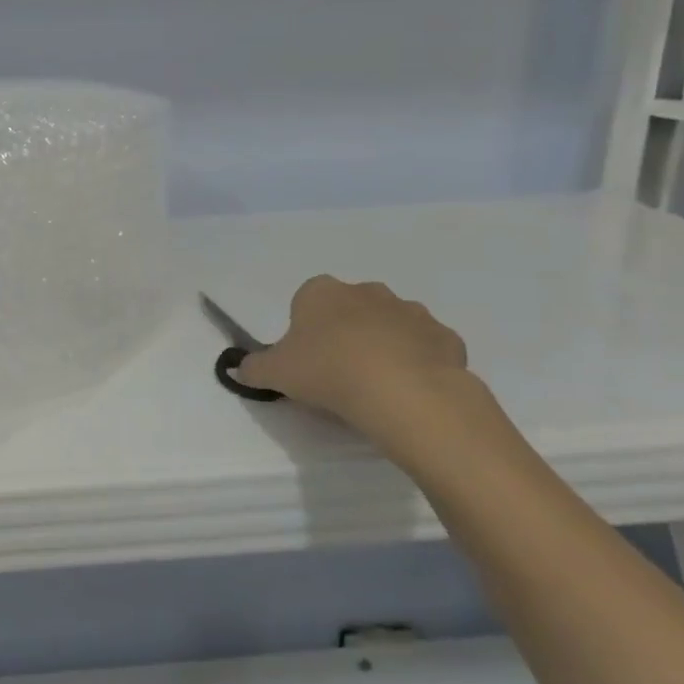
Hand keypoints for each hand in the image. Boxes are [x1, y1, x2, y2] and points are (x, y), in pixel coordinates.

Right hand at [236, 276, 472, 455]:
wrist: (404, 392)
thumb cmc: (327, 371)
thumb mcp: (274, 373)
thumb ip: (253, 368)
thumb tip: (238, 369)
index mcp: (322, 292)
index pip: (307, 300)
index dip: (305, 328)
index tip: (306, 357)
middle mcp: (367, 292)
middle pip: (350, 308)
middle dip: (345, 332)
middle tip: (338, 371)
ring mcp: (411, 311)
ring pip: (391, 326)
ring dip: (383, 345)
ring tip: (375, 385)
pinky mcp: (446, 338)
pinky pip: (426, 348)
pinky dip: (418, 363)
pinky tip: (408, 391)